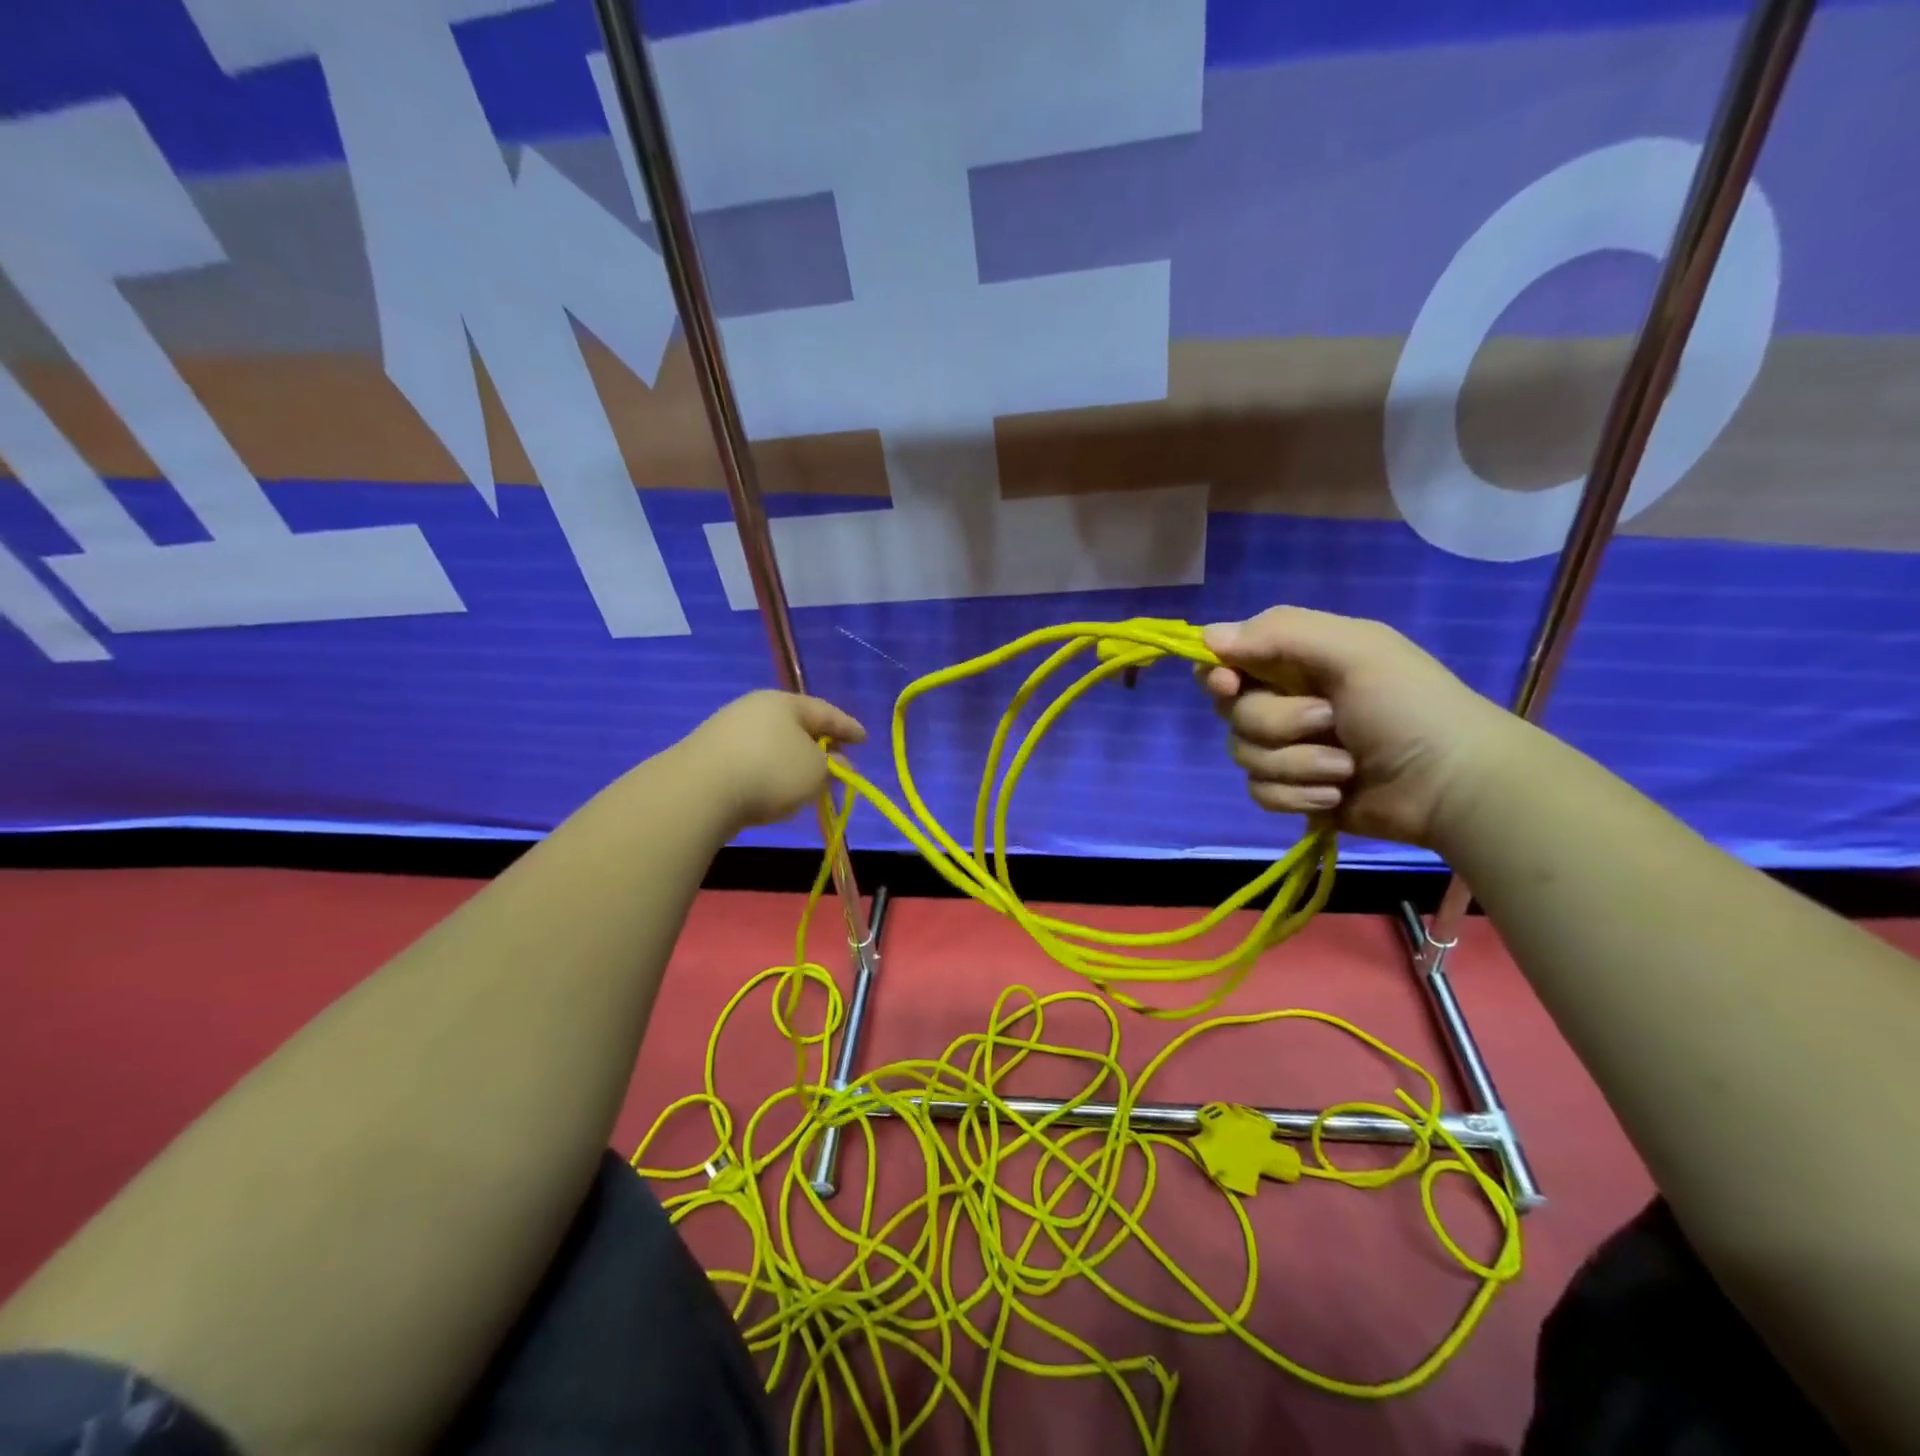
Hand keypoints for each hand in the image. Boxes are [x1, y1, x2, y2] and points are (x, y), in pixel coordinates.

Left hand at [683, 691, 865, 829]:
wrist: (699, 792)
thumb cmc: (770, 772)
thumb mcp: (816, 772)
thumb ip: (832, 767)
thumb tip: (834, 764)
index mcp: (785, 703)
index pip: (826, 712)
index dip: (848, 727)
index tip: (864, 739)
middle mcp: (755, 708)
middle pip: (797, 726)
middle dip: (819, 746)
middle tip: (837, 764)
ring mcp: (727, 730)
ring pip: (773, 744)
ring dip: (792, 762)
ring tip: (806, 784)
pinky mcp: (709, 755)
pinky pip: (752, 761)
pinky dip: (769, 773)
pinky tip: (772, 792)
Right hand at [1197, 607, 1519, 847]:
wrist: (1453, 785)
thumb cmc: (1408, 706)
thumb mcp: (1353, 650)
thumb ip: (1279, 633)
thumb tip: (1205, 638)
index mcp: (1297, 660)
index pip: (1226, 660)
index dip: (1218, 674)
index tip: (1230, 685)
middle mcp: (1285, 700)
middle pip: (1231, 712)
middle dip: (1276, 723)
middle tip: (1327, 721)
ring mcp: (1288, 749)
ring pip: (1243, 754)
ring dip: (1295, 764)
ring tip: (1345, 768)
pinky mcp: (1293, 791)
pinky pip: (1259, 792)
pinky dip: (1296, 795)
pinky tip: (1335, 795)